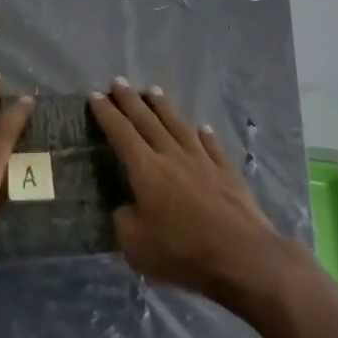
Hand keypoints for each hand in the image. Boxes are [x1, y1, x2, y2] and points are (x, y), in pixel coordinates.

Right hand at [89, 80, 293, 306]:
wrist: (242, 255)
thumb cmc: (183, 251)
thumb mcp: (137, 246)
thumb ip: (124, 222)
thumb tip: (125, 207)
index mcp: (146, 169)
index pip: (121, 133)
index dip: (107, 114)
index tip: (95, 96)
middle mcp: (172, 155)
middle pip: (147, 120)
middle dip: (130, 100)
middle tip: (118, 82)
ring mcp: (202, 160)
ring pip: (178, 125)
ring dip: (163, 107)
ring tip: (153, 90)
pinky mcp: (226, 171)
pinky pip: (212, 146)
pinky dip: (205, 135)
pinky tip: (202, 128)